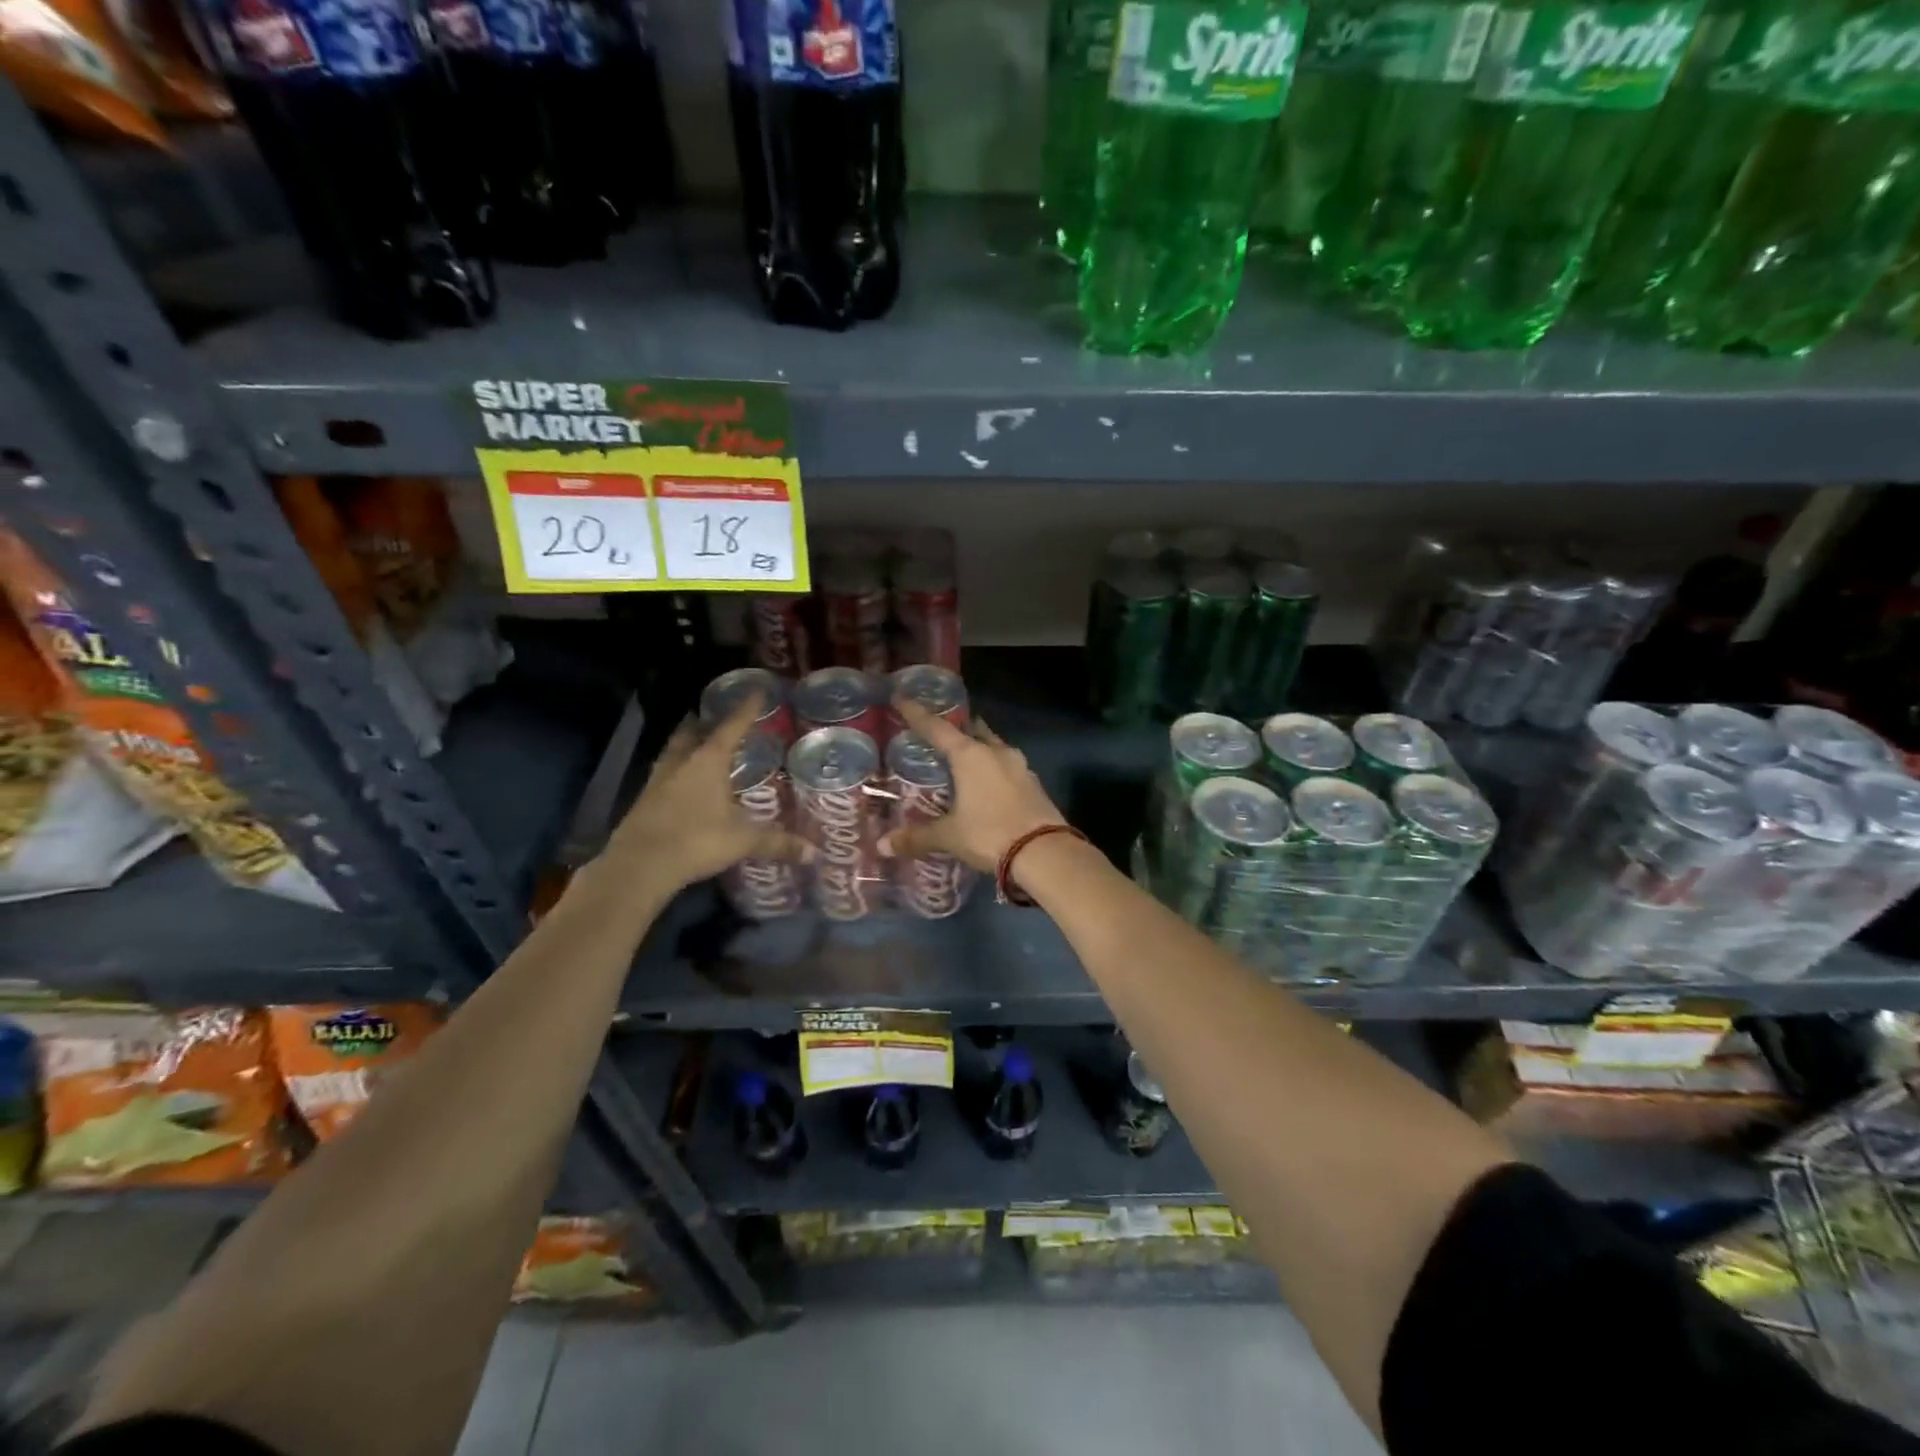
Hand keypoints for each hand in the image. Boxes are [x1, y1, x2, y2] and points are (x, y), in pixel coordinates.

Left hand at [603, 694, 808, 893]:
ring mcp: (658, 780)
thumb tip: (815, 853)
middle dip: (705, 723)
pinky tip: (682, 783)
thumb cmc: (696, 841)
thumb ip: (778, 842)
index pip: (732, 727)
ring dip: (686, 744)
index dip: (746, 709)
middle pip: (692, 732)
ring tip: (698, 743)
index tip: (757, 691)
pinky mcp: (644, 800)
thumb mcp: (742, 841)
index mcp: (708, 761)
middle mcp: (682, 762)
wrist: (639, 866)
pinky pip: (663, 774)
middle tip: (717, 718)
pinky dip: (675, 771)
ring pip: (673, 751)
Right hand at [879, 699, 1067, 873]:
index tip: (902, 698)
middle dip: (956, 728)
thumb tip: (884, 845)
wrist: (1045, 852)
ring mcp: (1019, 766)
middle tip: (940, 731)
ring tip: (964, 756)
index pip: (937, 728)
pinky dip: (994, 768)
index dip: (917, 714)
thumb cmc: (990, 834)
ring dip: (979, 747)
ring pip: (994, 747)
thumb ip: (917, 837)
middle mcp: (995, 752)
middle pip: (972, 730)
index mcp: (970, 755)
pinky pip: (1008, 766)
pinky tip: (988, 782)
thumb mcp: (949, 837)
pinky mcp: (1034, 783)